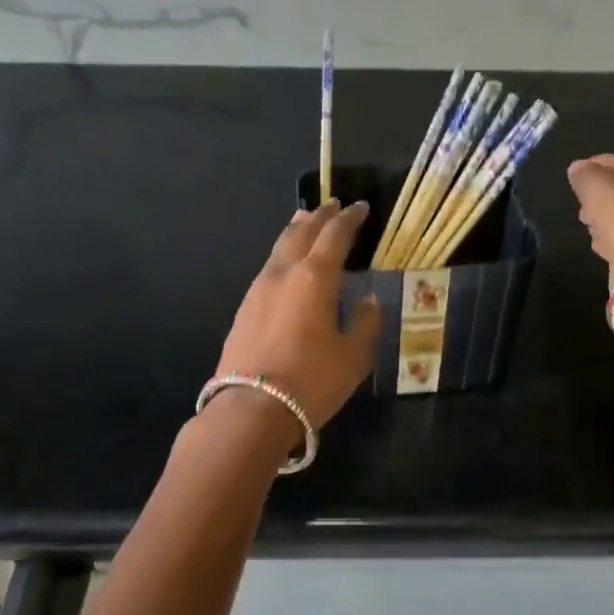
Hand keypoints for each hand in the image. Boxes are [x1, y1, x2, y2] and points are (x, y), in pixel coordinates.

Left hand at [214, 200, 383, 429]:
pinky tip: (287, 265)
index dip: (349, 219)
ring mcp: (258, 290)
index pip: (335, 235)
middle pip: (301, 232)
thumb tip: (369, 301)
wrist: (251, 409)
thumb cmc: (312, 381)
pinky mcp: (244, 309)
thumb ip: (366, 323)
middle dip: (320, 217)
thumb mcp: (354, 356)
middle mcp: (283, 273)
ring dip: (297, 231)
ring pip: (279, 248)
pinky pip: (269, 269)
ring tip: (307, 222)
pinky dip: (283, 255)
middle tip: (333, 205)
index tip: (360, 207)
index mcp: (314, 277)